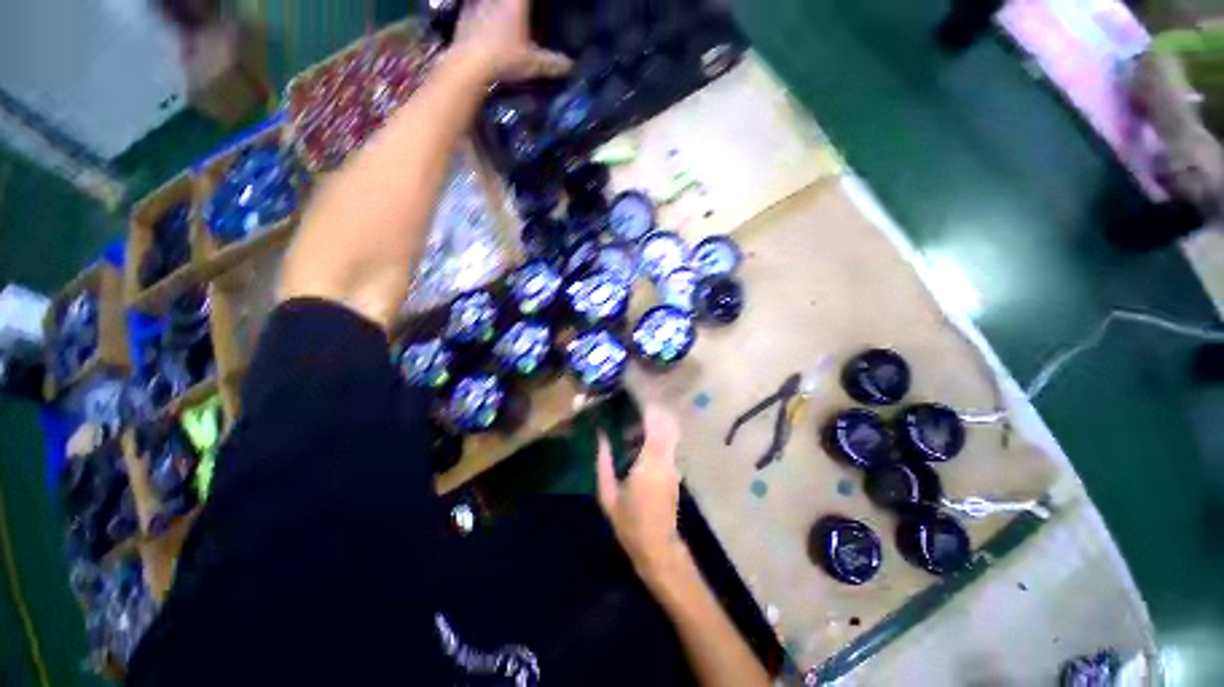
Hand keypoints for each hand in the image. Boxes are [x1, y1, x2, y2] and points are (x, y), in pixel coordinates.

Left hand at [452, 0, 571, 82]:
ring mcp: (478, 2)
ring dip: (497, 7)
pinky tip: (485, 20)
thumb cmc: (503, 59)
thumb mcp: (532, 64)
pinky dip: (481, 10)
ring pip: (491, 1)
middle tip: (524, 12)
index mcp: (515, 1)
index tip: (538, 6)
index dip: (534, 2)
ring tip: (505, 18)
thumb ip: (552, 63)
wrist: (467, 65)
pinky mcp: (464, 12)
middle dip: (519, 5)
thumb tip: (570, 65)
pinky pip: (475, 5)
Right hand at [596, 405, 689, 586]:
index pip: (655, 425)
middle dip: (656, 409)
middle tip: (637, 401)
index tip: (637, 395)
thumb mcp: (608, 494)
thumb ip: (603, 462)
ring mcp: (673, 465)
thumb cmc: (630, 523)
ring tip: (637, 417)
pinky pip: (669, 443)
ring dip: (658, 421)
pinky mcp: (675, 471)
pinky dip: (659, 433)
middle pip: (668, 424)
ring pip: (671, 432)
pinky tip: (641, 438)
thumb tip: (600, 436)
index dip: (649, 407)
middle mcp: (666, 459)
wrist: (658, 548)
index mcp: (650, 462)